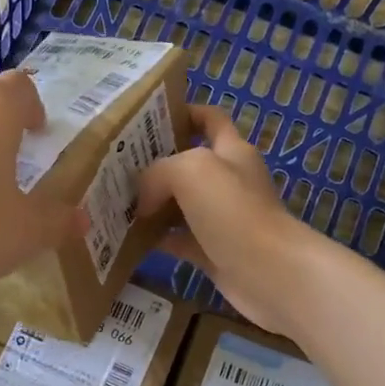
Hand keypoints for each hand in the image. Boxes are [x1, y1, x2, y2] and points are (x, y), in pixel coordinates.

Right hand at [137, 106, 320, 335]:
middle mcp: (228, 181)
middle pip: (187, 163)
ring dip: (151, 204)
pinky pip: (178, 240)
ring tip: (114, 202)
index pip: (209, 119)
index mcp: (231, 151)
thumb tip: (143, 199)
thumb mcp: (191, 171)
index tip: (147, 119)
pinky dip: (156, 239)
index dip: (183, 113)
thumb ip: (158, 172)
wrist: (270, 273)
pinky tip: (129, 239)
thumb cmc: (234, 212)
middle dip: (154, 163)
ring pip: (179, 204)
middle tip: (116, 167)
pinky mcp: (213, 251)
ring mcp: (221, 218)